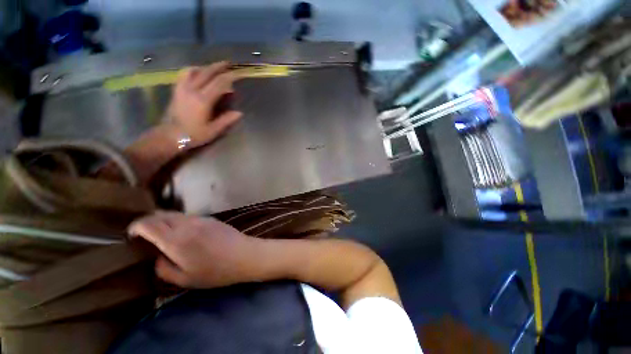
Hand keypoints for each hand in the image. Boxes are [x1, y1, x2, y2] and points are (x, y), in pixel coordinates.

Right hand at [128, 211, 260, 287]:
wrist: (245, 255)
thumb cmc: (216, 271)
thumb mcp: (185, 279)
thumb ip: (164, 268)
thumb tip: (157, 257)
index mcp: (176, 239)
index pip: (149, 223)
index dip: (136, 226)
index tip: (131, 234)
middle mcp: (187, 224)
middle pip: (161, 214)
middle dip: (148, 221)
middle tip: (144, 234)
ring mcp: (201, 219)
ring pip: (175, 214)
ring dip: (164, 221)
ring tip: (162, 235)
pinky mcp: (211, 219)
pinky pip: (189, 217)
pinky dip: (178, 222)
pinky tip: (183, 233)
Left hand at [167, 62, 242, 148]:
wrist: (170, 135)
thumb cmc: (193, 135)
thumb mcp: (213, 130)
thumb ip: (226, 120)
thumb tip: (239, 113)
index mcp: (203, 100)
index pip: (219, 83)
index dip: (229, 77)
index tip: (238, 73)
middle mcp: (192, 90)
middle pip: (207, 73)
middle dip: (219, 67)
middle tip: (228, 63)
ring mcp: (182, 88)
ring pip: (195, 71)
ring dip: (206, 67)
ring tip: (214, 68)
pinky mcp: (176, 90)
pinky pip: (184, 74)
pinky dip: (192, 70)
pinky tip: (197, 72)